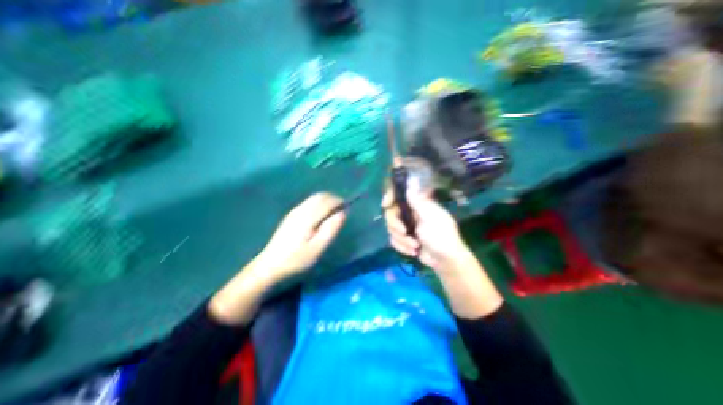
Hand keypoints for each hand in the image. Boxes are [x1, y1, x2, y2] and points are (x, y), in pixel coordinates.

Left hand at [255, 191, 345, 280]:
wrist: (270, 264)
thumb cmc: (297, 259)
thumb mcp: (317, 248)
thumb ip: (331, 229)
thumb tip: (343, 213)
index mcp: (308, 216)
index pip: (327, 200)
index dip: (339, 201)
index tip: (347, 209)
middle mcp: (301, 209)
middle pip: (320, 196)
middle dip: (333, 199)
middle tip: (341, 210)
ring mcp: (294, 211)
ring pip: (314, 198)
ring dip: (326, 200)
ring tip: (333, 213)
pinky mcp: (291, 215)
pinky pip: (309, 202)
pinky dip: (319, 203)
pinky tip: (320, 216)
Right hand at [384, 189, 504, 317]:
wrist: (445, 261)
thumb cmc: (441, 236)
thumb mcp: (430, 217)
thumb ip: (417, 200)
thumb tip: (411, 179)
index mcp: (418, 204)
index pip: (399, 194)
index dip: (390, 196)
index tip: (386, 204)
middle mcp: (410, 213)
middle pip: (390, 213)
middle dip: (395, 225)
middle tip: (404, 232)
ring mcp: (407, 226)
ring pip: (391, 228)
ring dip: (401, 240)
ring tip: (415, 246)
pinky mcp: (404, 238)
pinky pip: (393, 239)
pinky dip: (402, 247)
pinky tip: (413, 251)